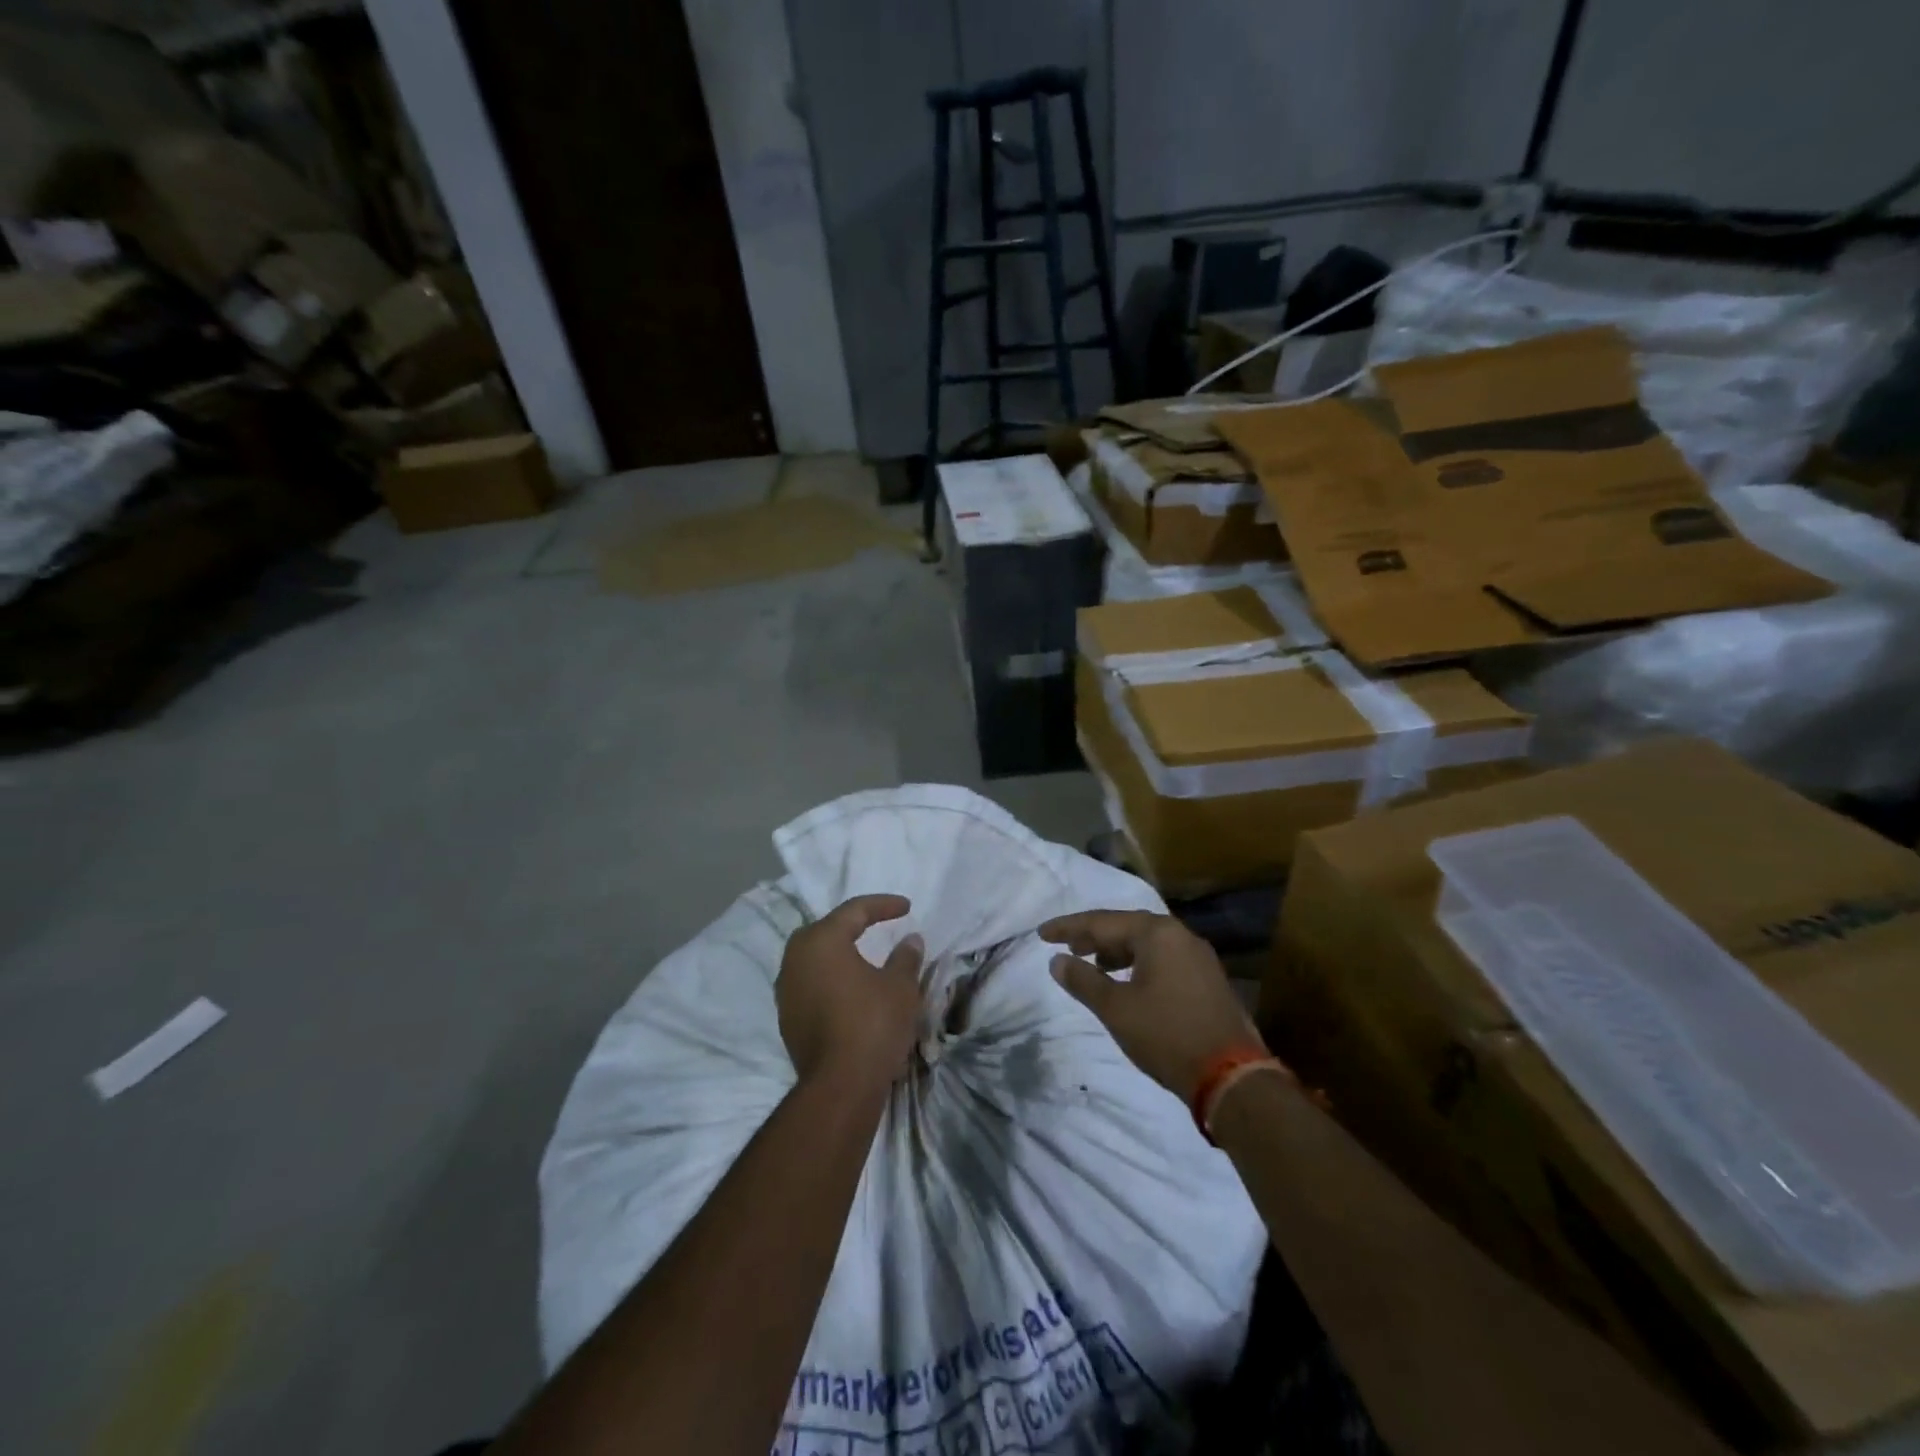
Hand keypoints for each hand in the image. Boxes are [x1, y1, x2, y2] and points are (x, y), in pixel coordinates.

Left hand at [778, 895, 924, 1092]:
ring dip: (839, 953)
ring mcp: (787, 990)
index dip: (883, 905)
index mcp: (821, 941)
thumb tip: (911, 940)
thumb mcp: (900, 987)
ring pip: (815, 958)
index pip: (854, 911)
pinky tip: (850, 988)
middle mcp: (796, 959)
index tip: (907, 908)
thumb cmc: (872, 1024)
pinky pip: (811, 983)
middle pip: (826, 930)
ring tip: (865, 957)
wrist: (839, 1086)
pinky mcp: (787, 1018)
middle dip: (853, 925)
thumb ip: (905, 957)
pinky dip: (831, 978)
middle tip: (878, 925)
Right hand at [1042, 910, 1266, 1103]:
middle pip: (1127, 926)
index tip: (1042, 934)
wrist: (1230, 1076)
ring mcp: (1198, 956)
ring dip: (1116, 950)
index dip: (1068, 927)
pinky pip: (1163, 958)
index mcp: (1157, 933)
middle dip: (1094, 936)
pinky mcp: (1207, 978)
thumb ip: (1083, 980)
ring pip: (1147, 942)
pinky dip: (1138, 963)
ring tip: (1093, 964)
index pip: (1102, 921)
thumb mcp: (1115, 1009)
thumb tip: (1057, 960)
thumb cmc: (1166, 1035)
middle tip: (1067, 946)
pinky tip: (1127, 981)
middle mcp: (1179, 935)